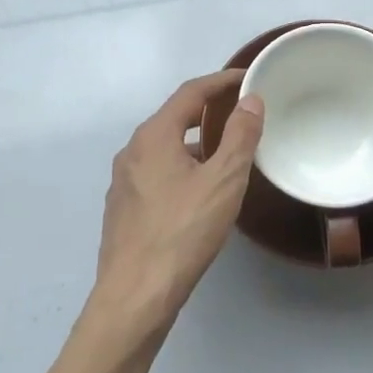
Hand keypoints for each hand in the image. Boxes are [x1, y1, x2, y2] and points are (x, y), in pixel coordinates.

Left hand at [91, 70, 263, 333]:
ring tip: (225, 152)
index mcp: (153, 136)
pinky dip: (181, 166)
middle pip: (173, 117)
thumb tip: (250, 100)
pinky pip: (156, 172)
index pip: (190, 93)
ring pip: (164, 148)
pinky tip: (197, 190)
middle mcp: (132, 150)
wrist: (135, 295)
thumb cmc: (182, 232)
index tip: (247, 77)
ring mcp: (123, 181)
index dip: (220, 81)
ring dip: (194, 142)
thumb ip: (240, 137)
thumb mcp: (222, 181)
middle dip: (207, 110)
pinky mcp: (122, 208)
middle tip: (239, 112)